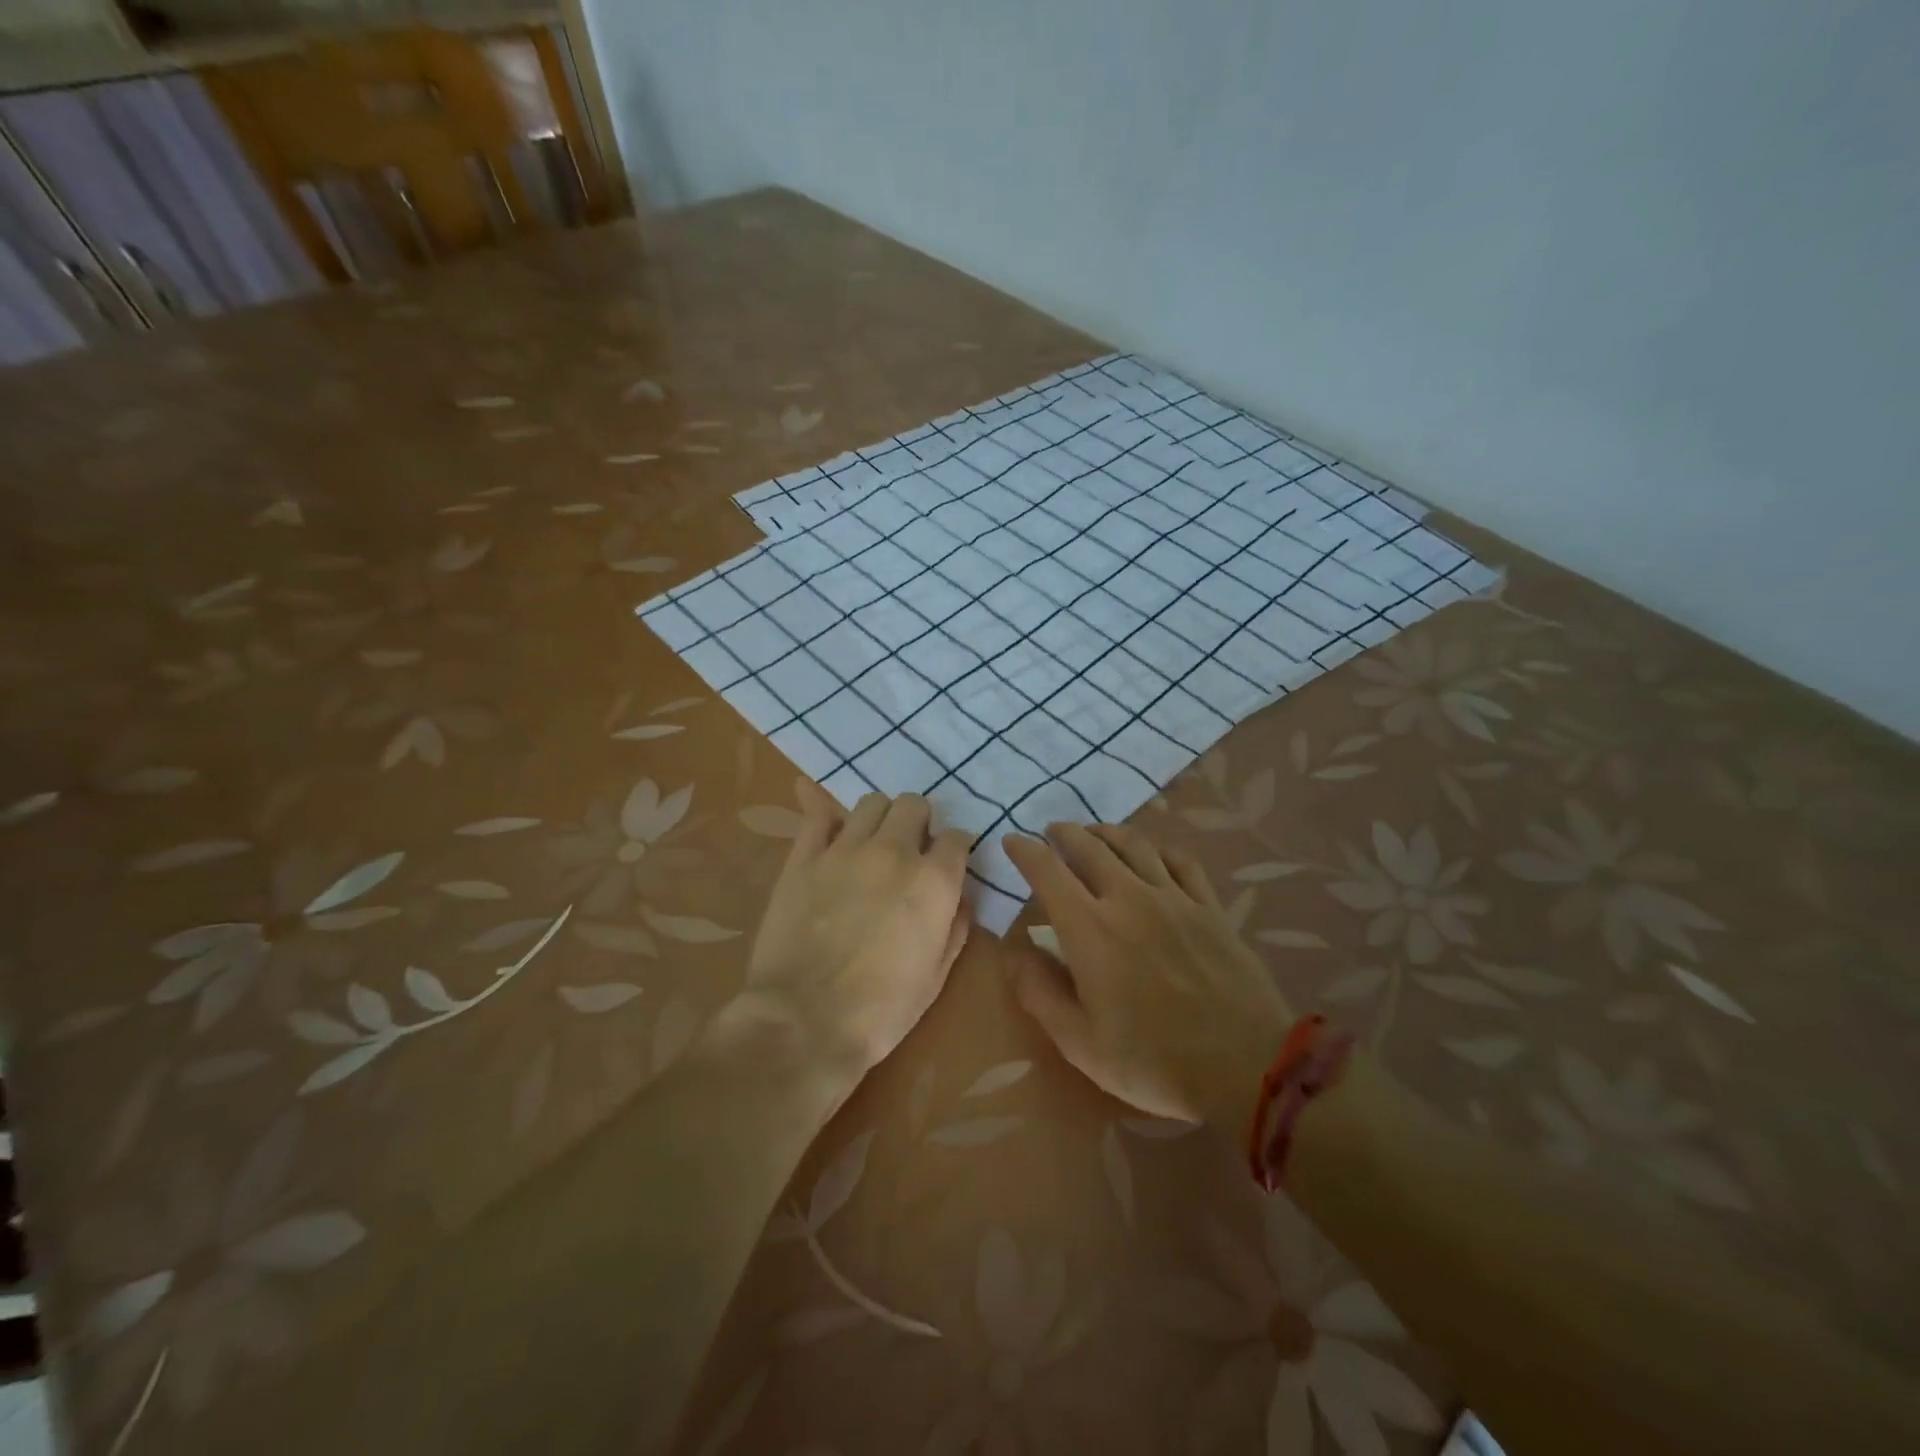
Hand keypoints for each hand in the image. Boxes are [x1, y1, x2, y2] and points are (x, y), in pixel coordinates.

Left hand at [739, 780, 972, 1083]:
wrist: (804, 1022)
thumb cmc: (882, 1010)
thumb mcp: (936, 976)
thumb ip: (955, 928)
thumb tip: (960, 900)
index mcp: (933, 881)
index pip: (957, 837)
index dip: (955, 848)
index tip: (948, 862)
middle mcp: (893, 852)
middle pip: (914, 805)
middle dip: (918, 823)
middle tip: (910, 849)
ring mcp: (845, 850)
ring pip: (871, 803)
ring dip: (879, 818)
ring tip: (872, 843)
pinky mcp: (803, 857)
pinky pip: (818, 816)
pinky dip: (828, 817)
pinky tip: (831, 834)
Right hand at [1003, 823, 1293, 1122]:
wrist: (1246, 1065)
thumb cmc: (1153, 1061)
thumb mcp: (1080, 1042)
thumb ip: (1039, 992)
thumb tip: (1013, 951)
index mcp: (1090, 928)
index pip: (1048, 871)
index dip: (1025, 851)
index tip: (1012, 841)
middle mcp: (1129, 898)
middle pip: (1090, 847)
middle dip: (1064, 833)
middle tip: (1052, 832)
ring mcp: (1174, 898)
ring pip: (1134, 845)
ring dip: (1106, 832)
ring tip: (1093, 833)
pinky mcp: (1209, 907)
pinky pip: (1180, 861)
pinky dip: (1158, 848)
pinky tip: (1153, 853)